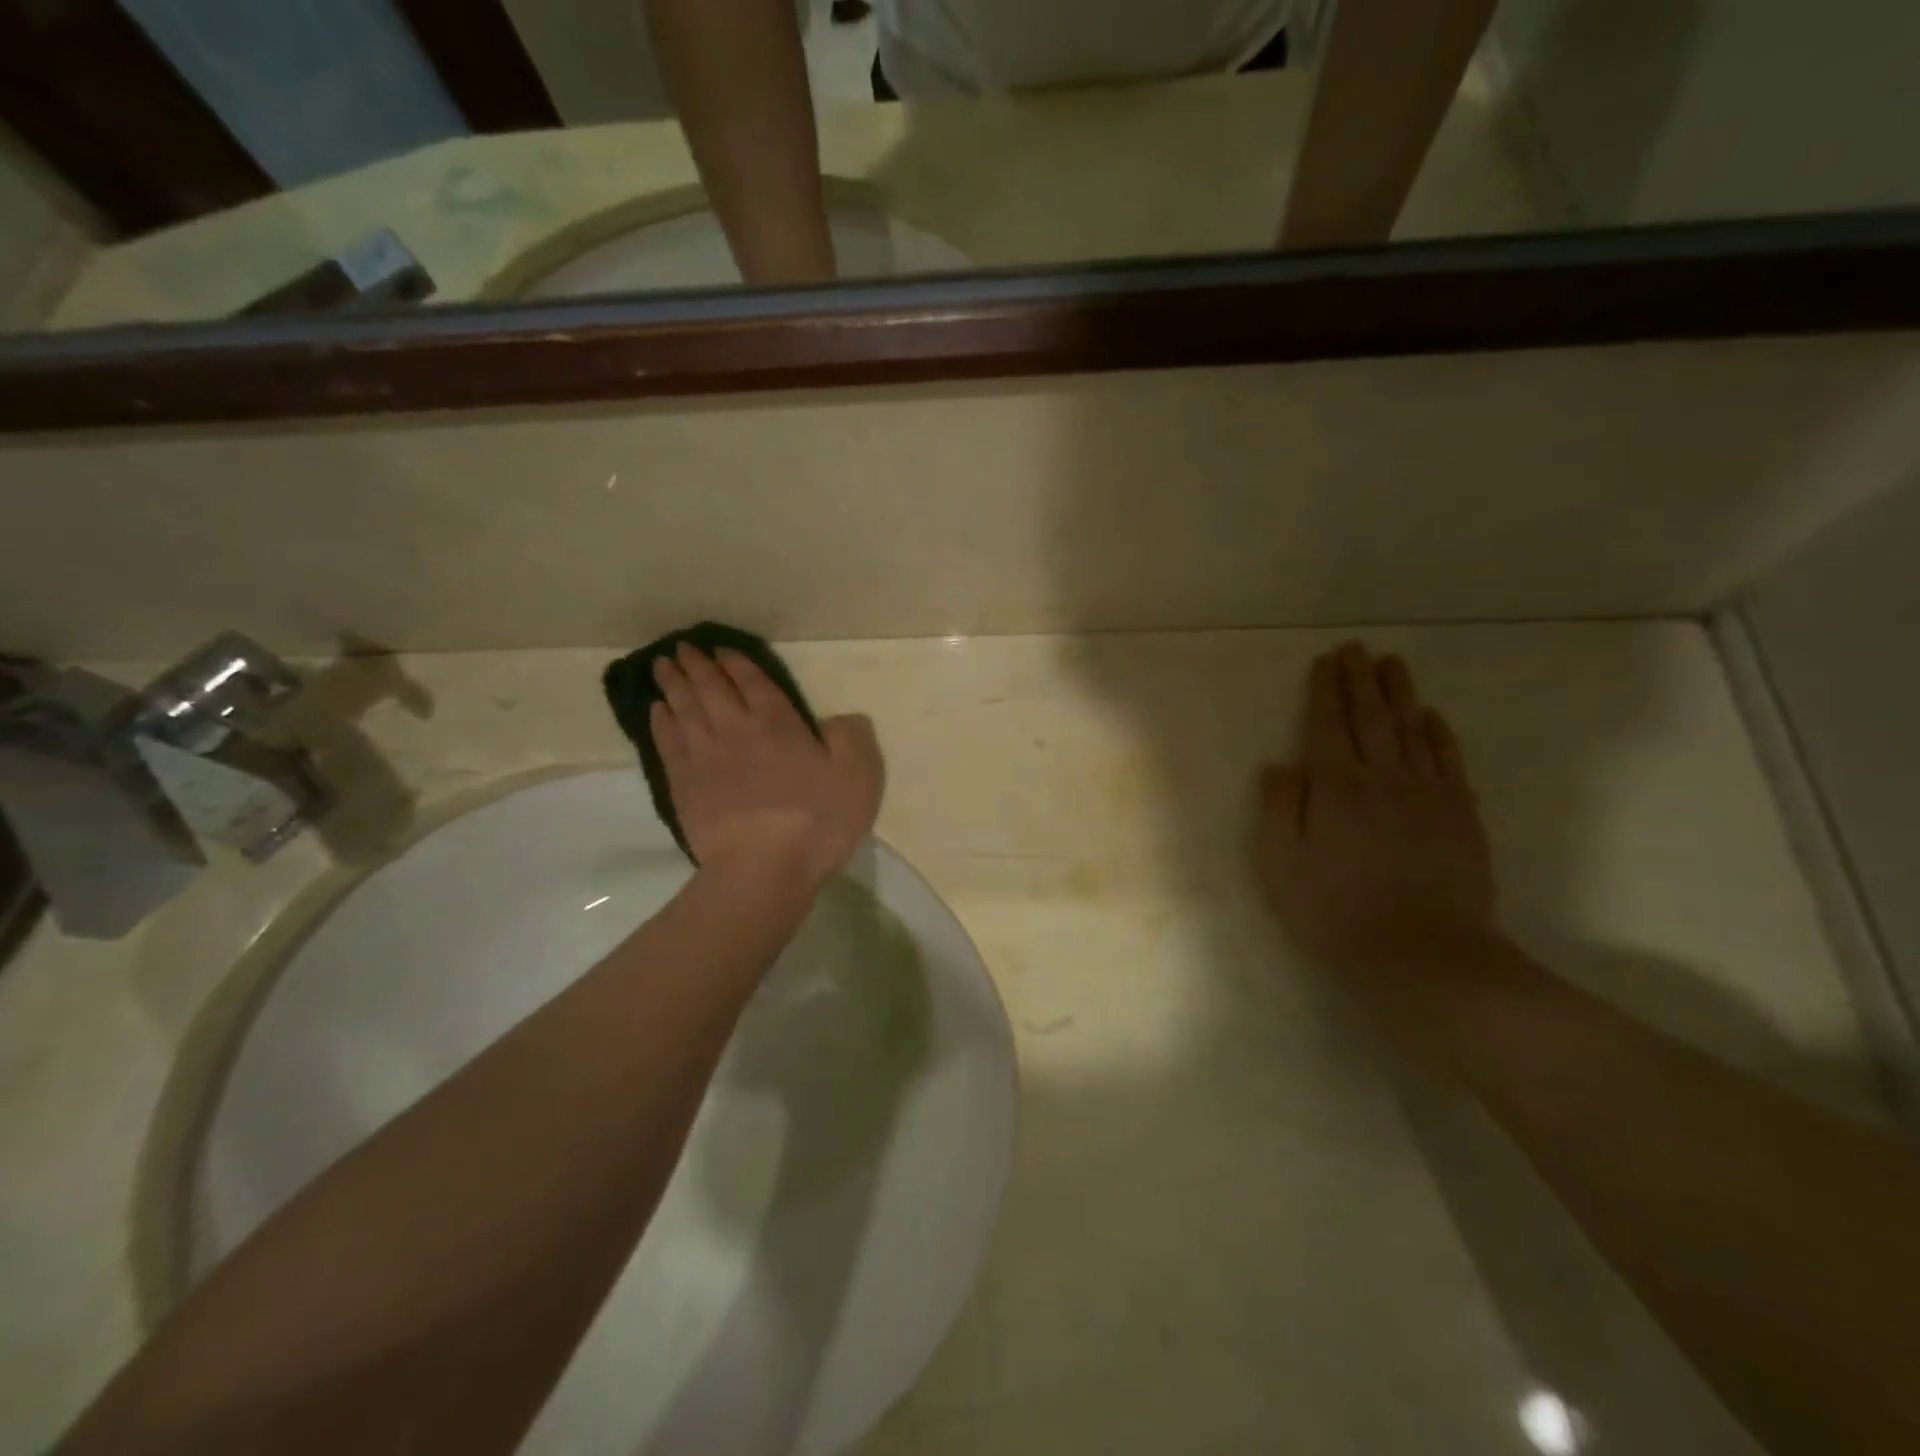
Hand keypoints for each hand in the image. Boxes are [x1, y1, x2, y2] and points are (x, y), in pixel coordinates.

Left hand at [651, 645, 882, 890]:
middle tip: (681, 648)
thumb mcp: (858, 776)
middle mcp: (736, 729)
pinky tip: (656, 711)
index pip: (753, 682)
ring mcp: (705, 756)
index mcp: (778, 723)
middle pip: (710, 688)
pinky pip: (667, 742)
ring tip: (662, 666)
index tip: (721, 649)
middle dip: (696, 665)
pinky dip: (660, 721)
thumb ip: (851, 738)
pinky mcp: (684, 785)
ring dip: (672, 684)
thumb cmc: (817, 821)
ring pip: (683, 709)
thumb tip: (838, 719)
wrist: (763, 867)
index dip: (736, 663)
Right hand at [1255, 643, 1494, 974]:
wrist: (1423, 956)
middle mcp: (1382, 779)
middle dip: (1361, 680)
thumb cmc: (1335, 912)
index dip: (1326, 691)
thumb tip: (1278, 764)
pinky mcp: (1461, 816)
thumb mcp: (1281, 864)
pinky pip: (1449, 761)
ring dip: (1400, 694)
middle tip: (1357, 648)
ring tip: (1393, 664)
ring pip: (1412, 731)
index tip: (1326, 661)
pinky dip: (1439, 734)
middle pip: (1370, 718)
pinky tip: (1432, 718)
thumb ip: (1280, 808)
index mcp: (1335, 788)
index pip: (1327, 726)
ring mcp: (1428, 795)